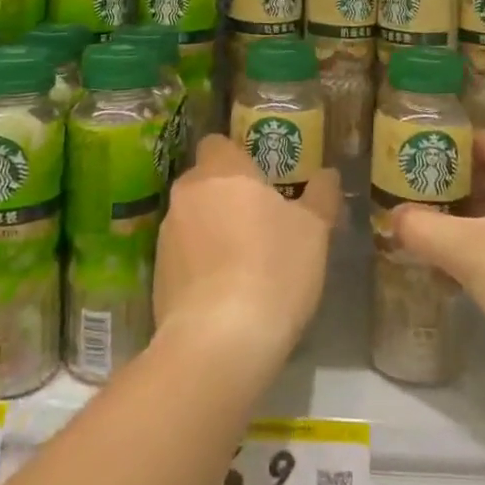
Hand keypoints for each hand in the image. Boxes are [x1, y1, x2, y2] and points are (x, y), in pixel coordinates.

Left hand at [154, 135, 340, 380]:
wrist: (219, 341)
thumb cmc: (273, 268)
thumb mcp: (314, 231)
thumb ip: (321, 195)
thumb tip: (328, 174)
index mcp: (222, 169)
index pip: (218, 143)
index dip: (237, 156)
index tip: (260, 178)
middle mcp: (187, 192)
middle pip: (204, 181)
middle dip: (226, 195)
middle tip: (259, 220)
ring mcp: (166, 234)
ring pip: (191, 218)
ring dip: (211, 230)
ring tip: (243, 262)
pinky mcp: (156, 274)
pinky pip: (182, 256)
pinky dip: (199, 265)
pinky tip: (224, 293)